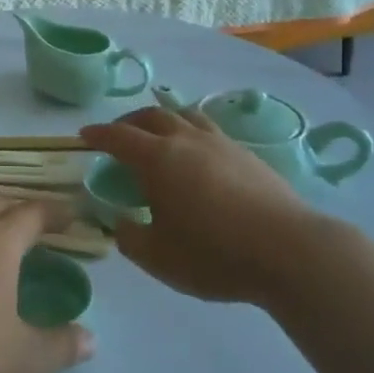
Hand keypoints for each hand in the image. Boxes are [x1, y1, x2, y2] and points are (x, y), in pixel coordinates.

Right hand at [81, 107, 349, 305]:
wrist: (289, 251)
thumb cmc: (214, 254)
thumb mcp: (157, 257)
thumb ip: (129, 237)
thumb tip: (121, 222)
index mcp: (157, 159)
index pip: (119, 137)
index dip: (98, 135)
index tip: (84, 136)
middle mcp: (186, 140)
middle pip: (152, 115)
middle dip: (128, 121)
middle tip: (118, 134)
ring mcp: (221, 143)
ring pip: (185, 115)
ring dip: (163, 119)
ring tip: (158, 134)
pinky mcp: (247, 155)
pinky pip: (209, 130)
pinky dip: (191, 132)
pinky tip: (196, 155)